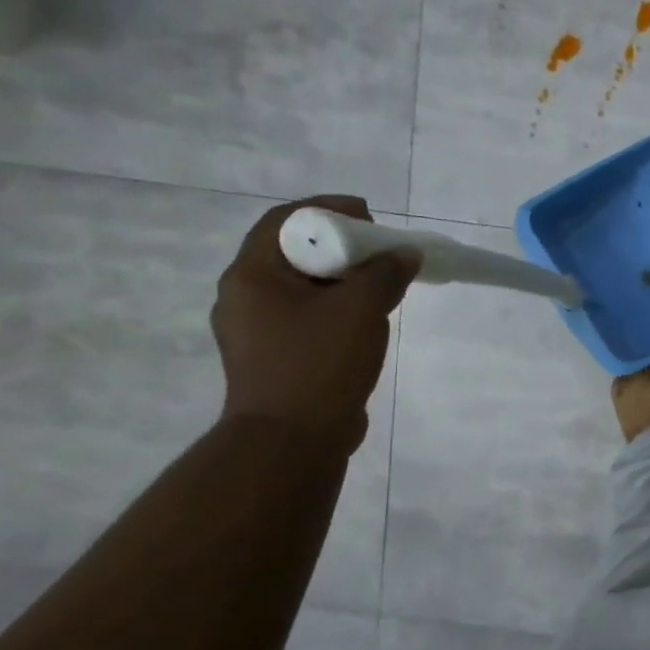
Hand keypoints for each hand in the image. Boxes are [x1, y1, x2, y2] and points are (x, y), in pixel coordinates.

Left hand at [212, 197, 419, 451]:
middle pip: (293, 253)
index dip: (327, 210)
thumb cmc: (319, 363)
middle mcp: (244, 298)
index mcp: (251, 276)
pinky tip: (367, 319)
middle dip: (340, 246)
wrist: (293, 440)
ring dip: (342, 279)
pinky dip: (337, 307)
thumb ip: (385, 273)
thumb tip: (405, 254)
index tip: (370, 216)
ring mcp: (256, 330)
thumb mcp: (361, 309)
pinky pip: (307, 316)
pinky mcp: (275, 356)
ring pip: (302, 288)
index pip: (284, 221)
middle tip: (381, 251)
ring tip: (382, 285)